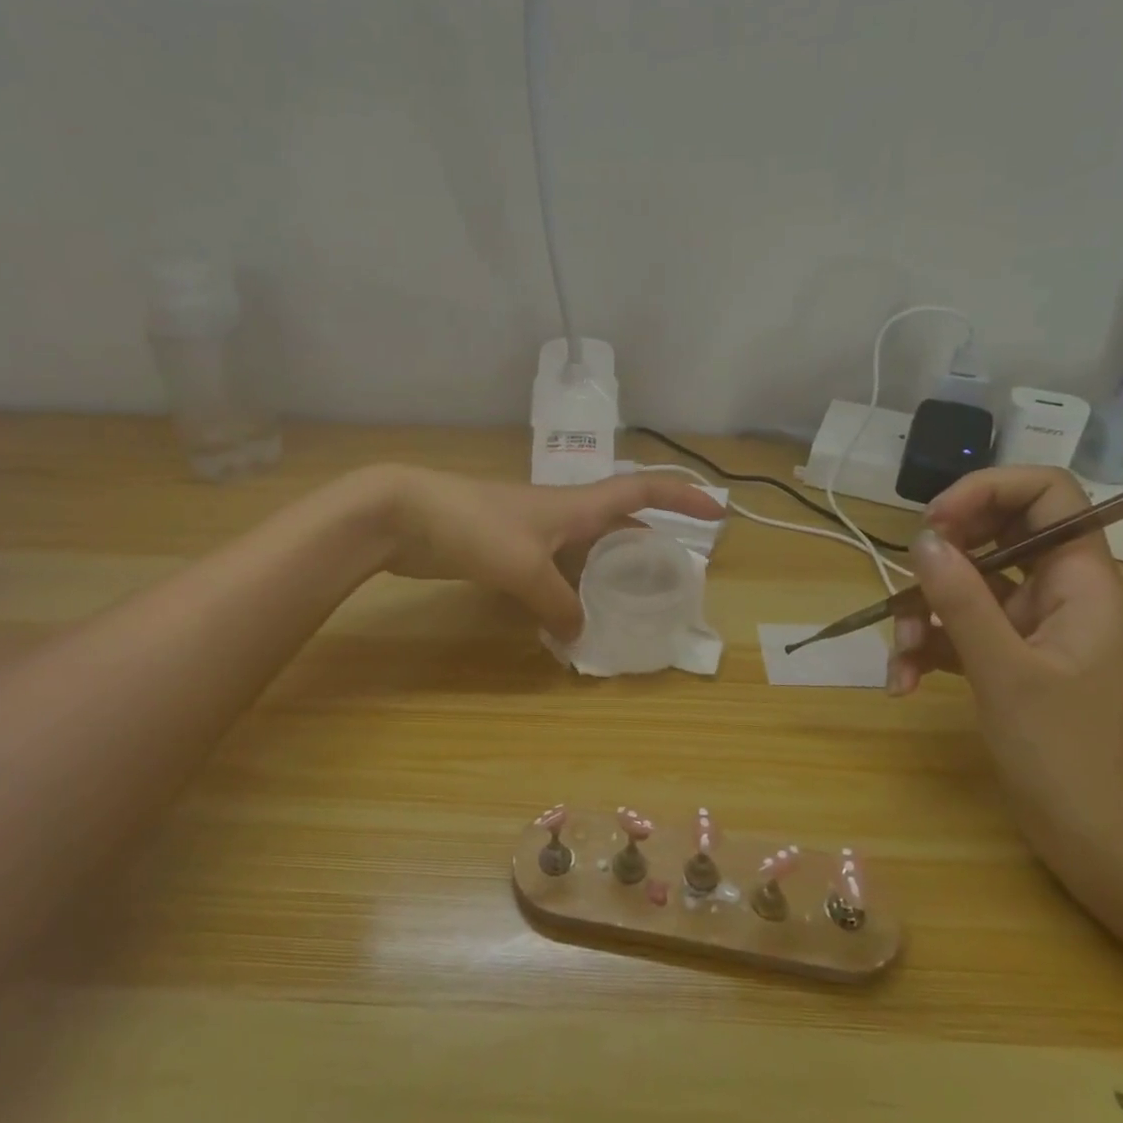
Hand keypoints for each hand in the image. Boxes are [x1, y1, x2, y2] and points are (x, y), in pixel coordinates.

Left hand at [377, 466, 724, 641]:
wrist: (404, 513)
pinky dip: (569, 588)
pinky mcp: (505, 550)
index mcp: (576, 505)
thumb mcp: (525, 568)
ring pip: (584, 549)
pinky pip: (553, 569)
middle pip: (617, 521)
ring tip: (629, 600)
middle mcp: (561, 514)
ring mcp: (531, 531)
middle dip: (649, 540)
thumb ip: (558, 602)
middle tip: (671, 573)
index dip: (683, 496)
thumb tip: (580, 633)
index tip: (718, 511)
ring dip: (608, 569)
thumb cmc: (473, 525)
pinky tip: (569, 614)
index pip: (642, 489)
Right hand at [890, 467, 1122, 879]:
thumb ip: (962, 601)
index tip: (936, 523)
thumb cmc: (1070, 755)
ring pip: (965, 586)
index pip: (1046, 494)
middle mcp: (1055, 592)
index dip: (988, 491)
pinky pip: (956, 631)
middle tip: (906, 579)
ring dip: (922, 615)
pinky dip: (926, 650)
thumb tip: (921, 540)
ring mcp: (1028, 628)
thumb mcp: (1007, 672)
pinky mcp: (1006, 660)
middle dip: (941, 557)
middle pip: (994, 534)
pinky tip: (905, 684)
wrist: (1104, 844)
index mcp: (1080, 581)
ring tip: (901, 658)